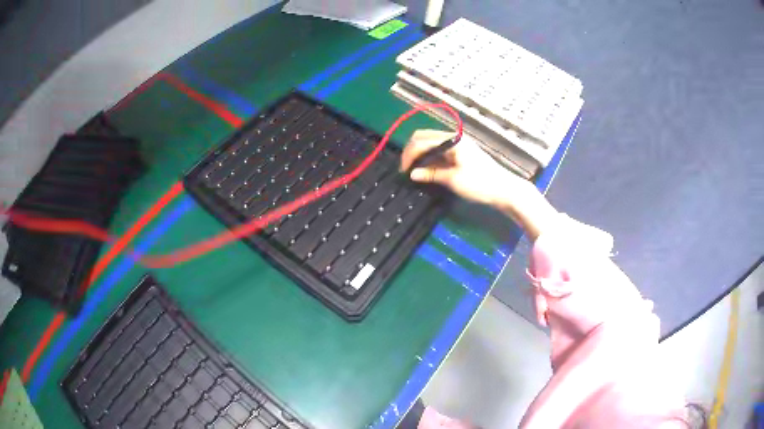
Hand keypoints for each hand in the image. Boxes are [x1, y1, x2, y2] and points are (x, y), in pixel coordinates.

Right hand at [400, 130, 521, 205]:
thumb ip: (431, 174)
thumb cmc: (480, 183)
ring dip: (421, 155)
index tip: (402, 170)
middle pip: (425, 138)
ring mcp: (458, 145)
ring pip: (432, 144)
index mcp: (452, 140)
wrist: (504, 190)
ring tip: (413, 171)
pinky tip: (426, 170)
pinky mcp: (462, 153)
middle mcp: (454, 138)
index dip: (409, 154)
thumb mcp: (453, 180)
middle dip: (413, 151)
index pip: (422, 140)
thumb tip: (412, 174)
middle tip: (405, 169)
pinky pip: (441, 152)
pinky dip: (431, 159)